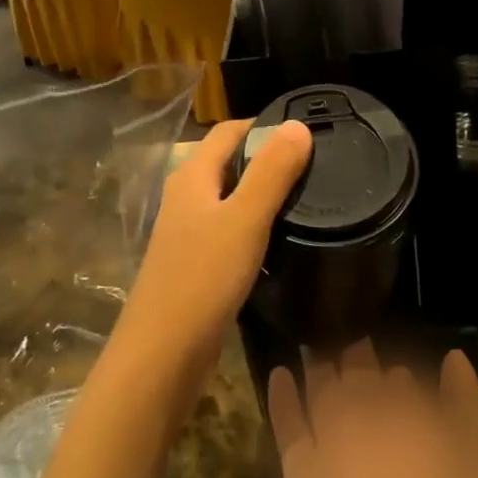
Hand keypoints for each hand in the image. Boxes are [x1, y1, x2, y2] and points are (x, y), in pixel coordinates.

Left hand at [116, 118, 311, 381]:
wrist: (163, 351)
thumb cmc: (203, 277)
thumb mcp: (245, 219)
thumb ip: (272, 172)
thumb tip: (297, 125)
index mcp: (192, 175)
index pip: (230, 131)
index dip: (265, 125)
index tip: (307, 134)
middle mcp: (185, 195)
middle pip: (228, 161)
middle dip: (266, 157)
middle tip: (315, 166)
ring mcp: (186, 230)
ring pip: (228, 196)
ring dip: (260, 192)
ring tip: (306, 198)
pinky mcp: (193, 261)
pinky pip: (227, 228)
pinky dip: (252, 223)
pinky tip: (278, 239)